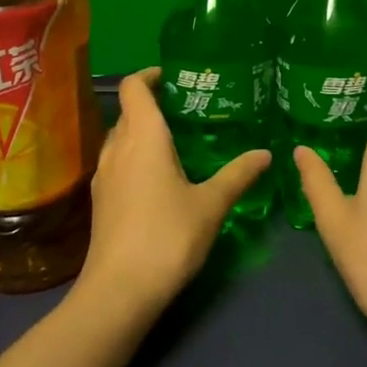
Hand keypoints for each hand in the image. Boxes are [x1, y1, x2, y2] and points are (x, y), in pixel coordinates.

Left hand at [81, 68, 270, 317]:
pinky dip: (136, 158)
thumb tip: (265, 153)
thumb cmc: (167, 237)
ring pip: (121, 139)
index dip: (150, 75)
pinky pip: (118, 163)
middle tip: (190, 110)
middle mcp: (117, 148)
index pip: (134, 87)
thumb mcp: (211, 204)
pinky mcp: (100, 201)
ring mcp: (104, 176)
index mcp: (142, 137)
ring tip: (179, 143)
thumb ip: (238, 175)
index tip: (176, 77)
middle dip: (154, 105)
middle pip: (129, 112)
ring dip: (144, 133)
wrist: (119, 291)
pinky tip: (161, 179)